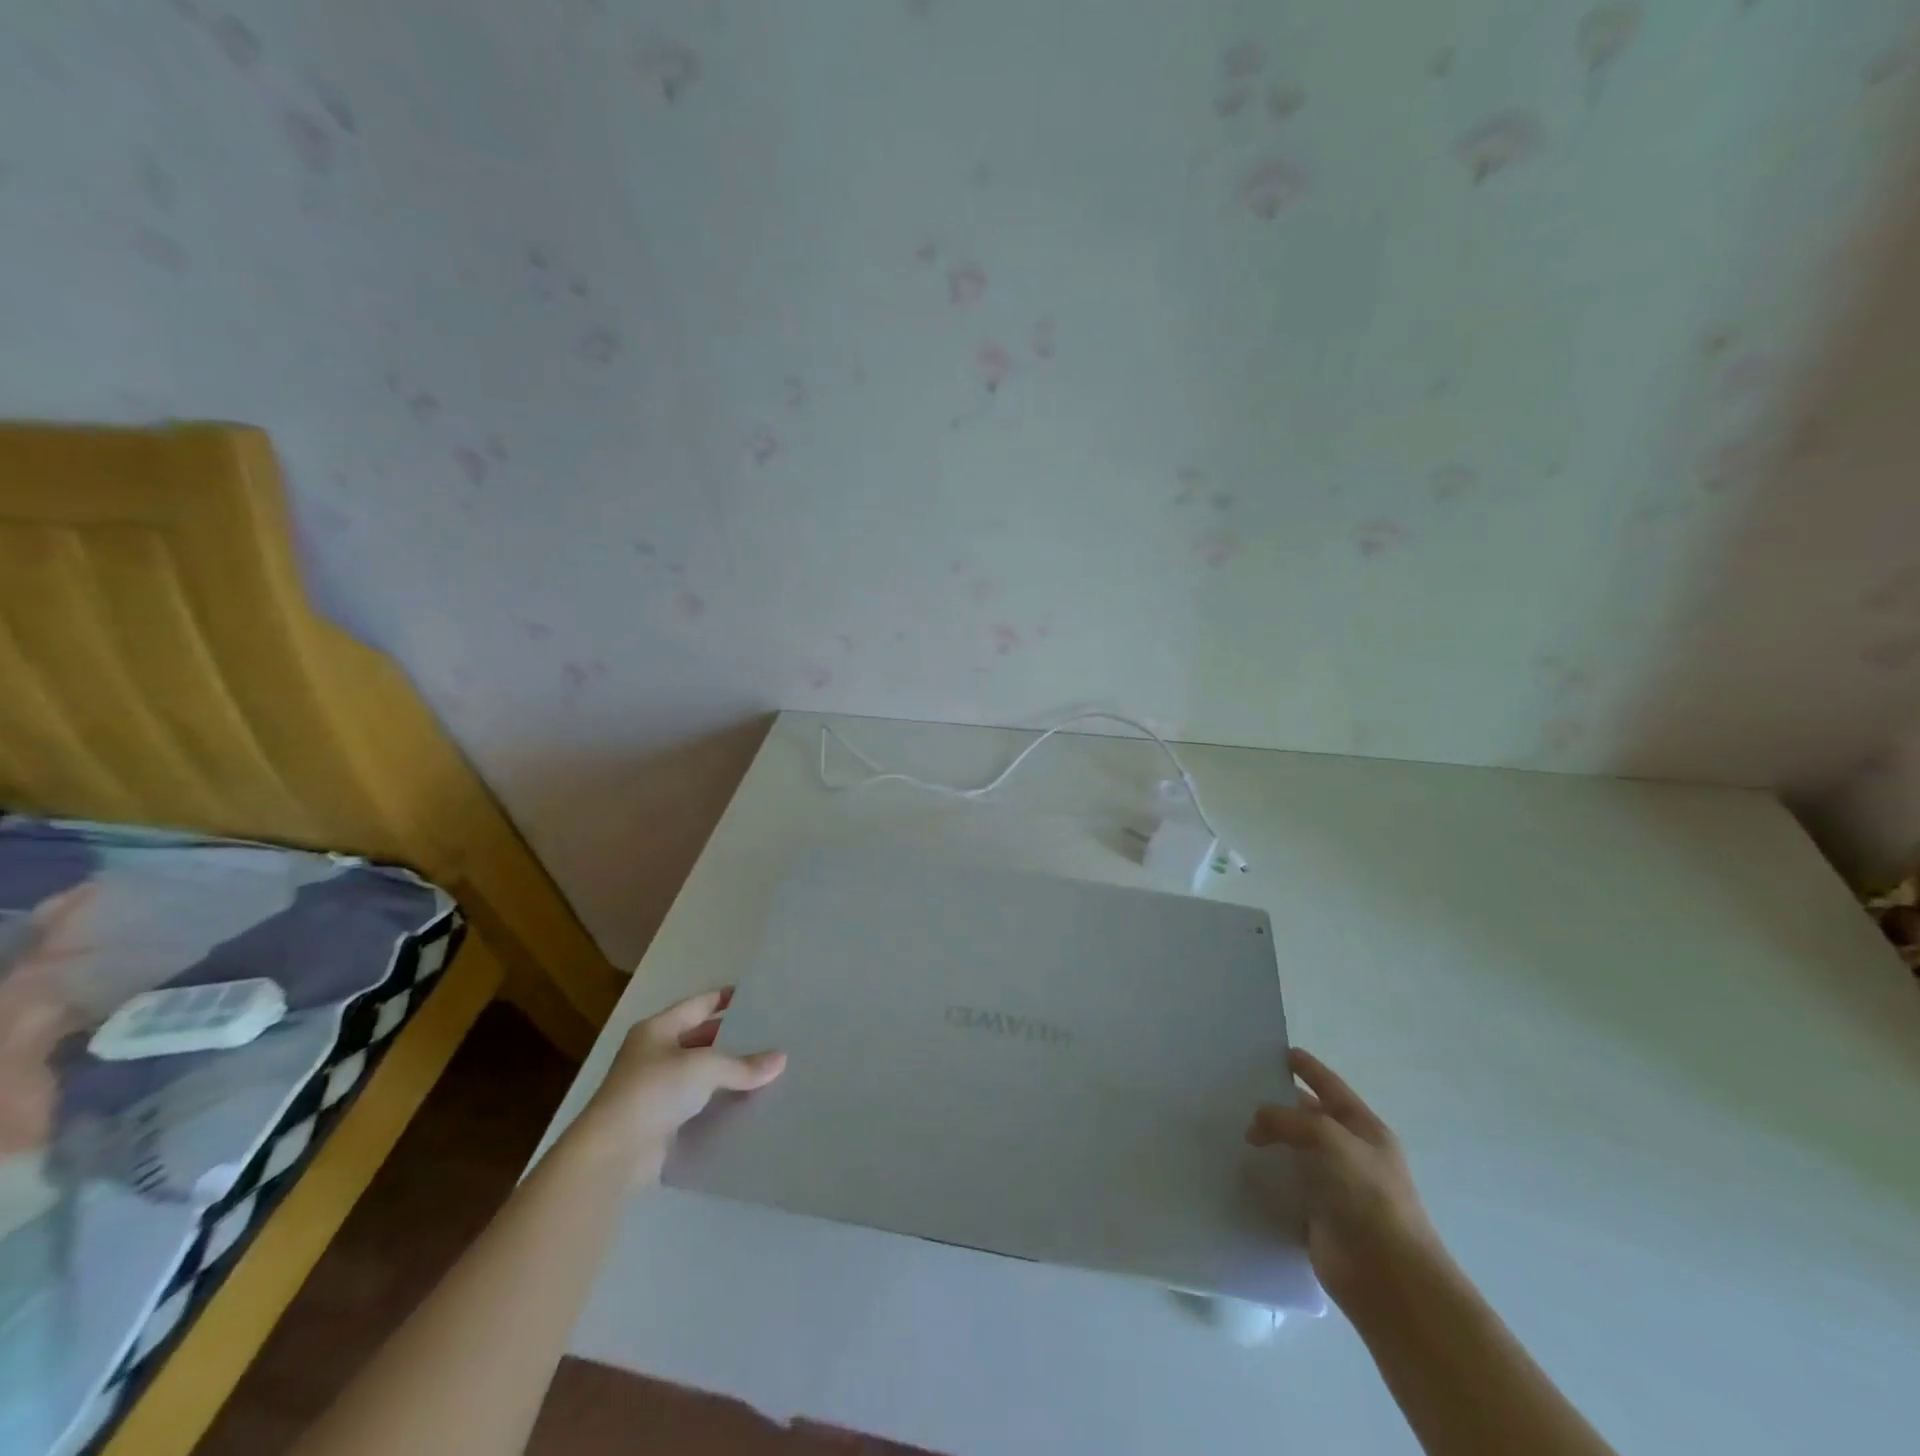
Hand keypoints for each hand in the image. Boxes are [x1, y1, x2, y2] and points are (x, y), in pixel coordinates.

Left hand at [571, 988, 785, 1182]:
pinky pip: (696, 1104)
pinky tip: (745, 1103)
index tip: (756, 997)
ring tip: (765, 1070)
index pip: (699, 1004)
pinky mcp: (659, 1121)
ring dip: (726, 1073)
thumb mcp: (704, 1068)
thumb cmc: (654, 1091)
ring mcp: (654, 1089)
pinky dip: (717, 1102)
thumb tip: (781, 1059)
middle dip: (731, 1038)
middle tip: (768, 1035)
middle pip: (699, 1038)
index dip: (725, 998)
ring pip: (699, 1073)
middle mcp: (654, 1054)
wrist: (613, 1155)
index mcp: (658, 1029)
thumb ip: (743, 1064)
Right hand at [1246, 1048, 1443, 1311]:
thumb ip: (1289, 1120)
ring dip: (1267, 1141)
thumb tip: (1257, 1121)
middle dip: (1278, 1103)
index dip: (1307, 1067)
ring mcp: (1334, 1186)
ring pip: (1293, 1152)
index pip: (1330, 1086)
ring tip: (1228, 1125)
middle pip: (1308, 1118)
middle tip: (1237, 1089)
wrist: (1388, 1278)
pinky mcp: (1316, 1216)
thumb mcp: (1330, 1140)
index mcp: (1364, 1129)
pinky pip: (1284, 1186)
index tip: (1279, 1051)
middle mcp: (1350, 1153)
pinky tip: (1237, 1166)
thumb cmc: (1368, 1197)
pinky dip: (1264, 1176)